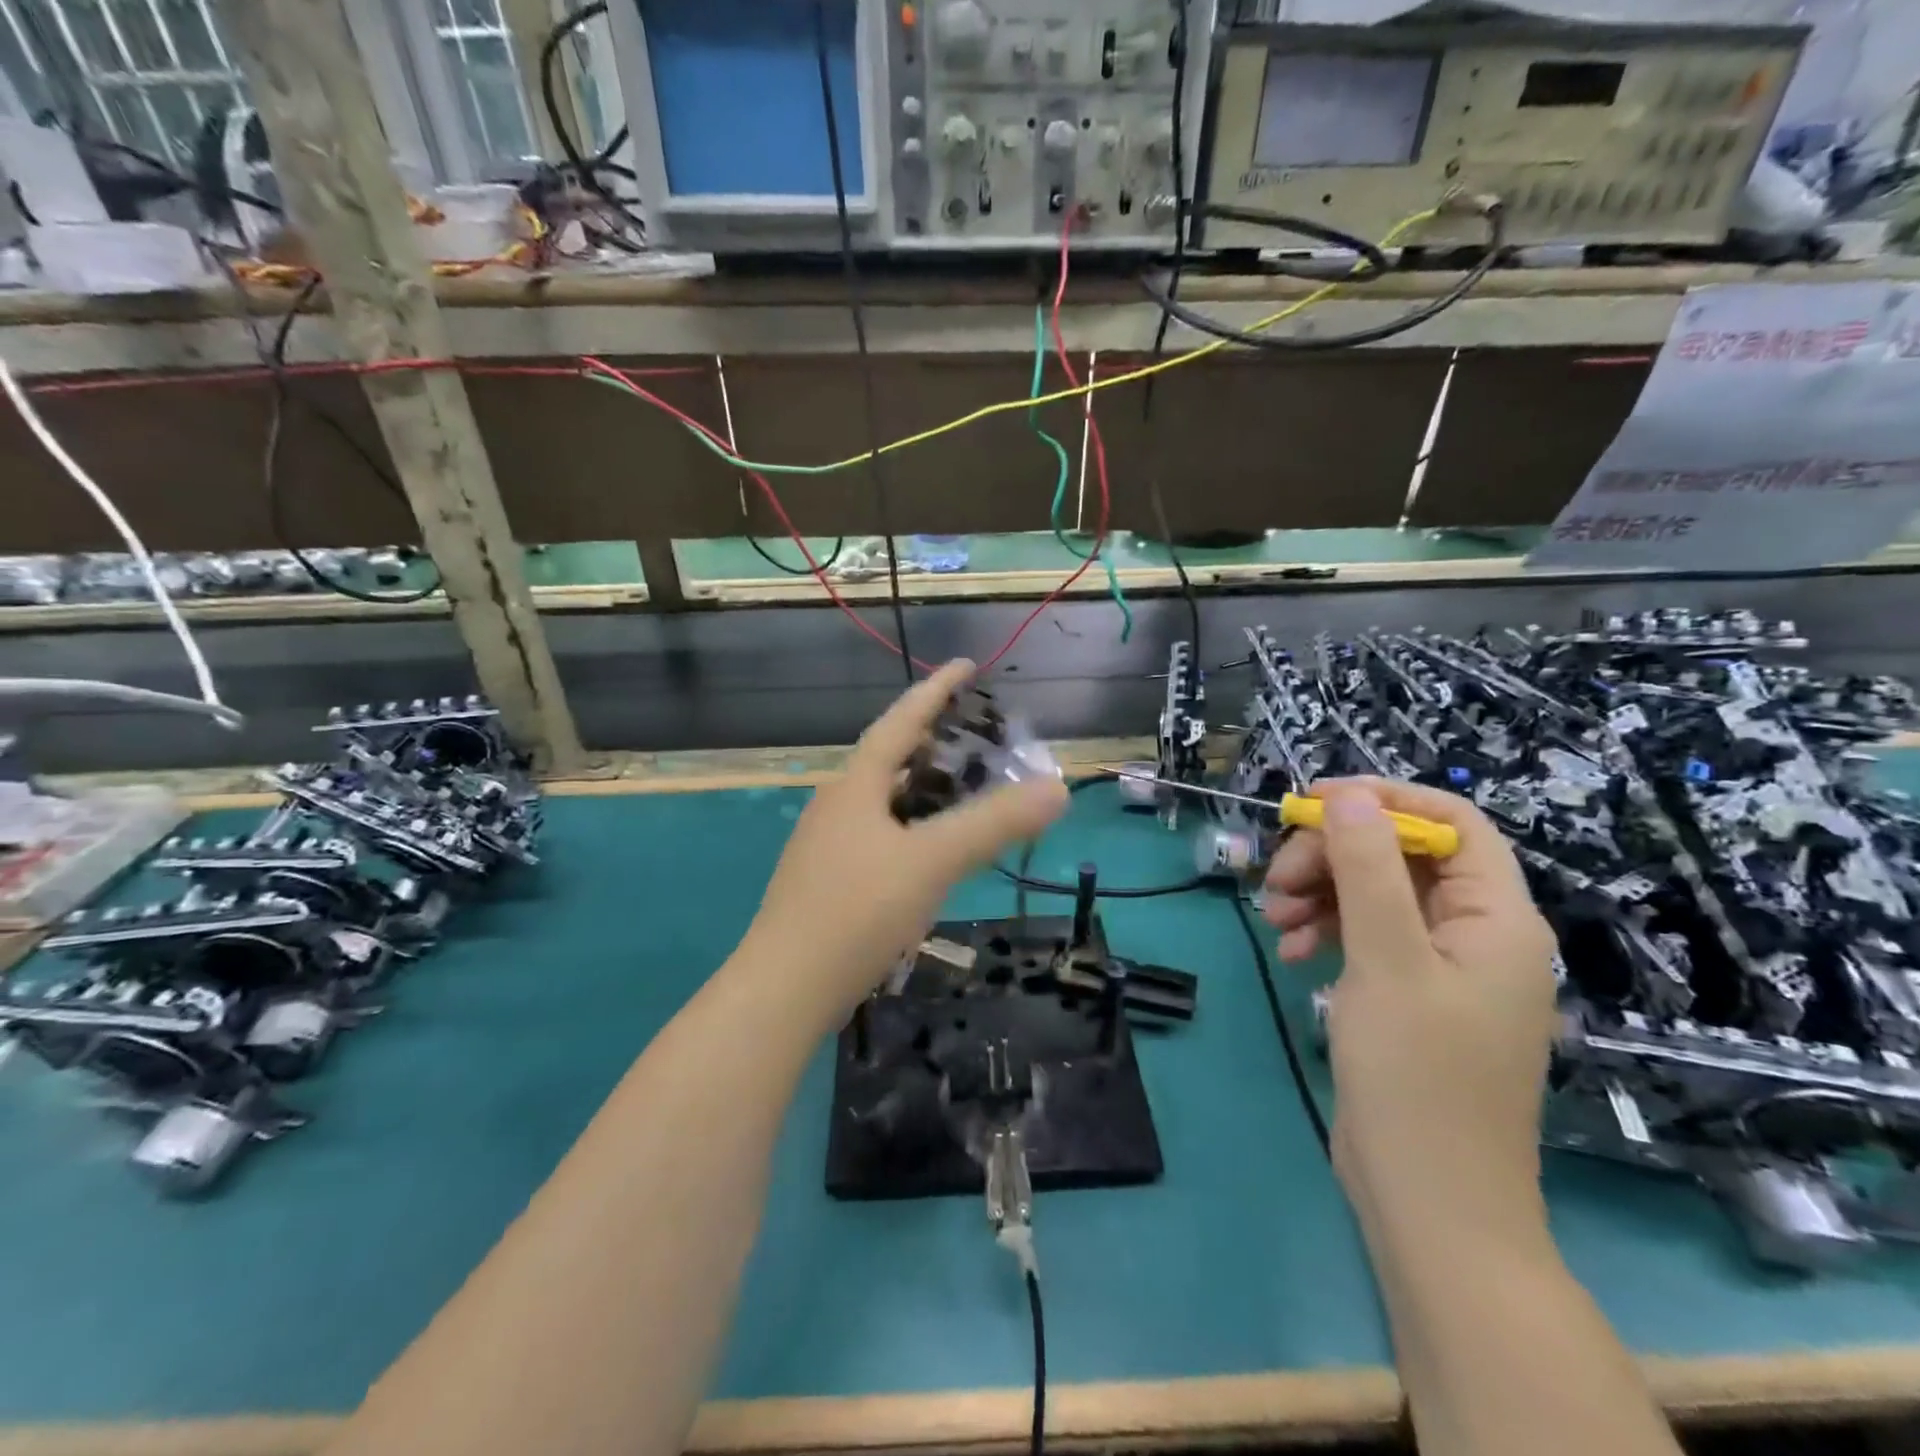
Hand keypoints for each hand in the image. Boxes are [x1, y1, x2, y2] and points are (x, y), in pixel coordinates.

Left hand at [740, 660, 1068, 1025]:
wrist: (784, 989)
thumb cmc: (857, 911)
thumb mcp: (932, 861)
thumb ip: (994, 824)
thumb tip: (1057, 786)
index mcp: (856, 785)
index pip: (901, 721)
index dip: (935, 690)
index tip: (966, 665)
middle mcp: (837, 805)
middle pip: (889, 759)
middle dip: (932, 742)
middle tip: (977, 738)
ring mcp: (828, 845)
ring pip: (884, 802)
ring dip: (922, 790)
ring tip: (962, 792)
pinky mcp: (829, 883)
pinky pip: (880, 837)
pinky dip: (912, 829)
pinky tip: (930, 855)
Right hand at [1262, 778, 1558, 1239]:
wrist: (1430, 1202)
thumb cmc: (1418, 1077)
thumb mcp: (1386, 961)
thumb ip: (1368, 870)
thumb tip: (1348, 796)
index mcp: (1496, 917)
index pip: (1450, 821)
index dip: (1382, 800)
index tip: (1311, 805)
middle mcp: (1476, 932)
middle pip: (1402, 855)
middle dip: (1334, 856)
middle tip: (1277, 880)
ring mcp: (1442, 966)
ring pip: (1376, 893)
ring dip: (1320, 893)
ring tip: (1274, 921)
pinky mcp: (1411, 994)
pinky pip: (1367, 935)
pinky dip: (1326, 932)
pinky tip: (1292, 954)